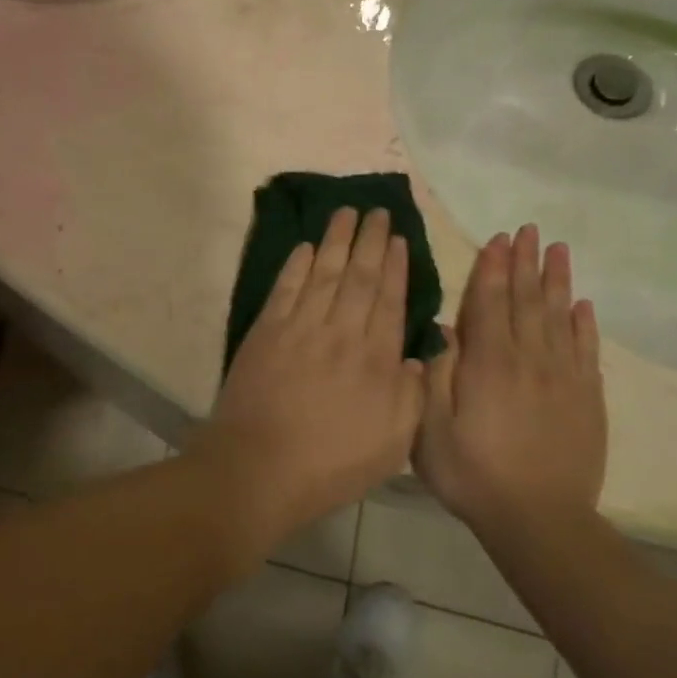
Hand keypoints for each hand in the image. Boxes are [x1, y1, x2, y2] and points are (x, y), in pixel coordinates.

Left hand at [196, 207, 426, 542]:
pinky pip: (285, 288)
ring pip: (322, 273)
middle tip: (375, 210)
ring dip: (335, 241)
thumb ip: (410, 394)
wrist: (261, 466)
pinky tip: (305, 247)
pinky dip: (296, 265)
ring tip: (345, 213)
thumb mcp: (393, 442)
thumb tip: (415, 356)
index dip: (394, 265)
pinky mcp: (265, 332)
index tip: (397, 238)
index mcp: (376, 358)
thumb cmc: (332, 463)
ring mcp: (300, 327)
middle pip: (357, 276)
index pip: (388, 299)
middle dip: (368, 240)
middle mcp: (341, 332)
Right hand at [415, 225, 607, 550]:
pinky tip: (584, 305)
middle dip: (526, 264)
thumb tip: (443, 330)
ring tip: (558, 250)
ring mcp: (563, 379)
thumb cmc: (472, 474)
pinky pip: (587, 351)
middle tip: (530, 230)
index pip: (490, 305)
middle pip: (528, 302)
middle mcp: (529, 361)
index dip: (493, 269)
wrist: (539, 519)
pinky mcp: (587, 399)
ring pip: (560, 318)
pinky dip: (585, 325)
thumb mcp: (430, 429)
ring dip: (557, 282)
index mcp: (488, 365)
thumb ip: (435, 376)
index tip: (498, 239)